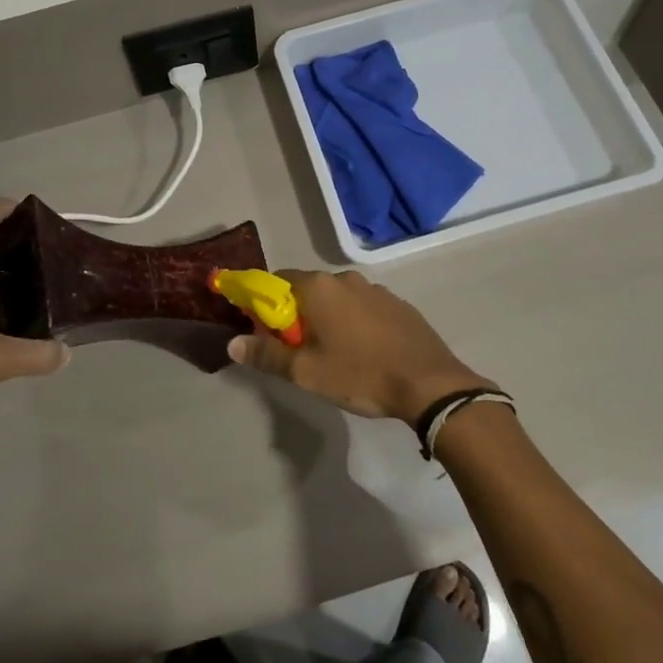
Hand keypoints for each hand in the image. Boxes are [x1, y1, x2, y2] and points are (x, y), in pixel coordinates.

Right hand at [226, 269, 491, 424]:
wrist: (430, 384)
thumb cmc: (361, 374)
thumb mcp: (307, 372)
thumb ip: (267, 354)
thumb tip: (232, 343)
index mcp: (319, 288)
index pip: (277, 280)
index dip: (264, 302)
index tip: (262, 328)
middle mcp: (346, 279)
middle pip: (307, 290)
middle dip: (296, 314)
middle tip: (296, 350)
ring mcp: (376, 289)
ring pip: (338, 299)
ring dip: (327, 318)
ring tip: (332, 354)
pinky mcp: (398, 305)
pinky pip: (363, 308)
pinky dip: (354, 323)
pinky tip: (363, 352)